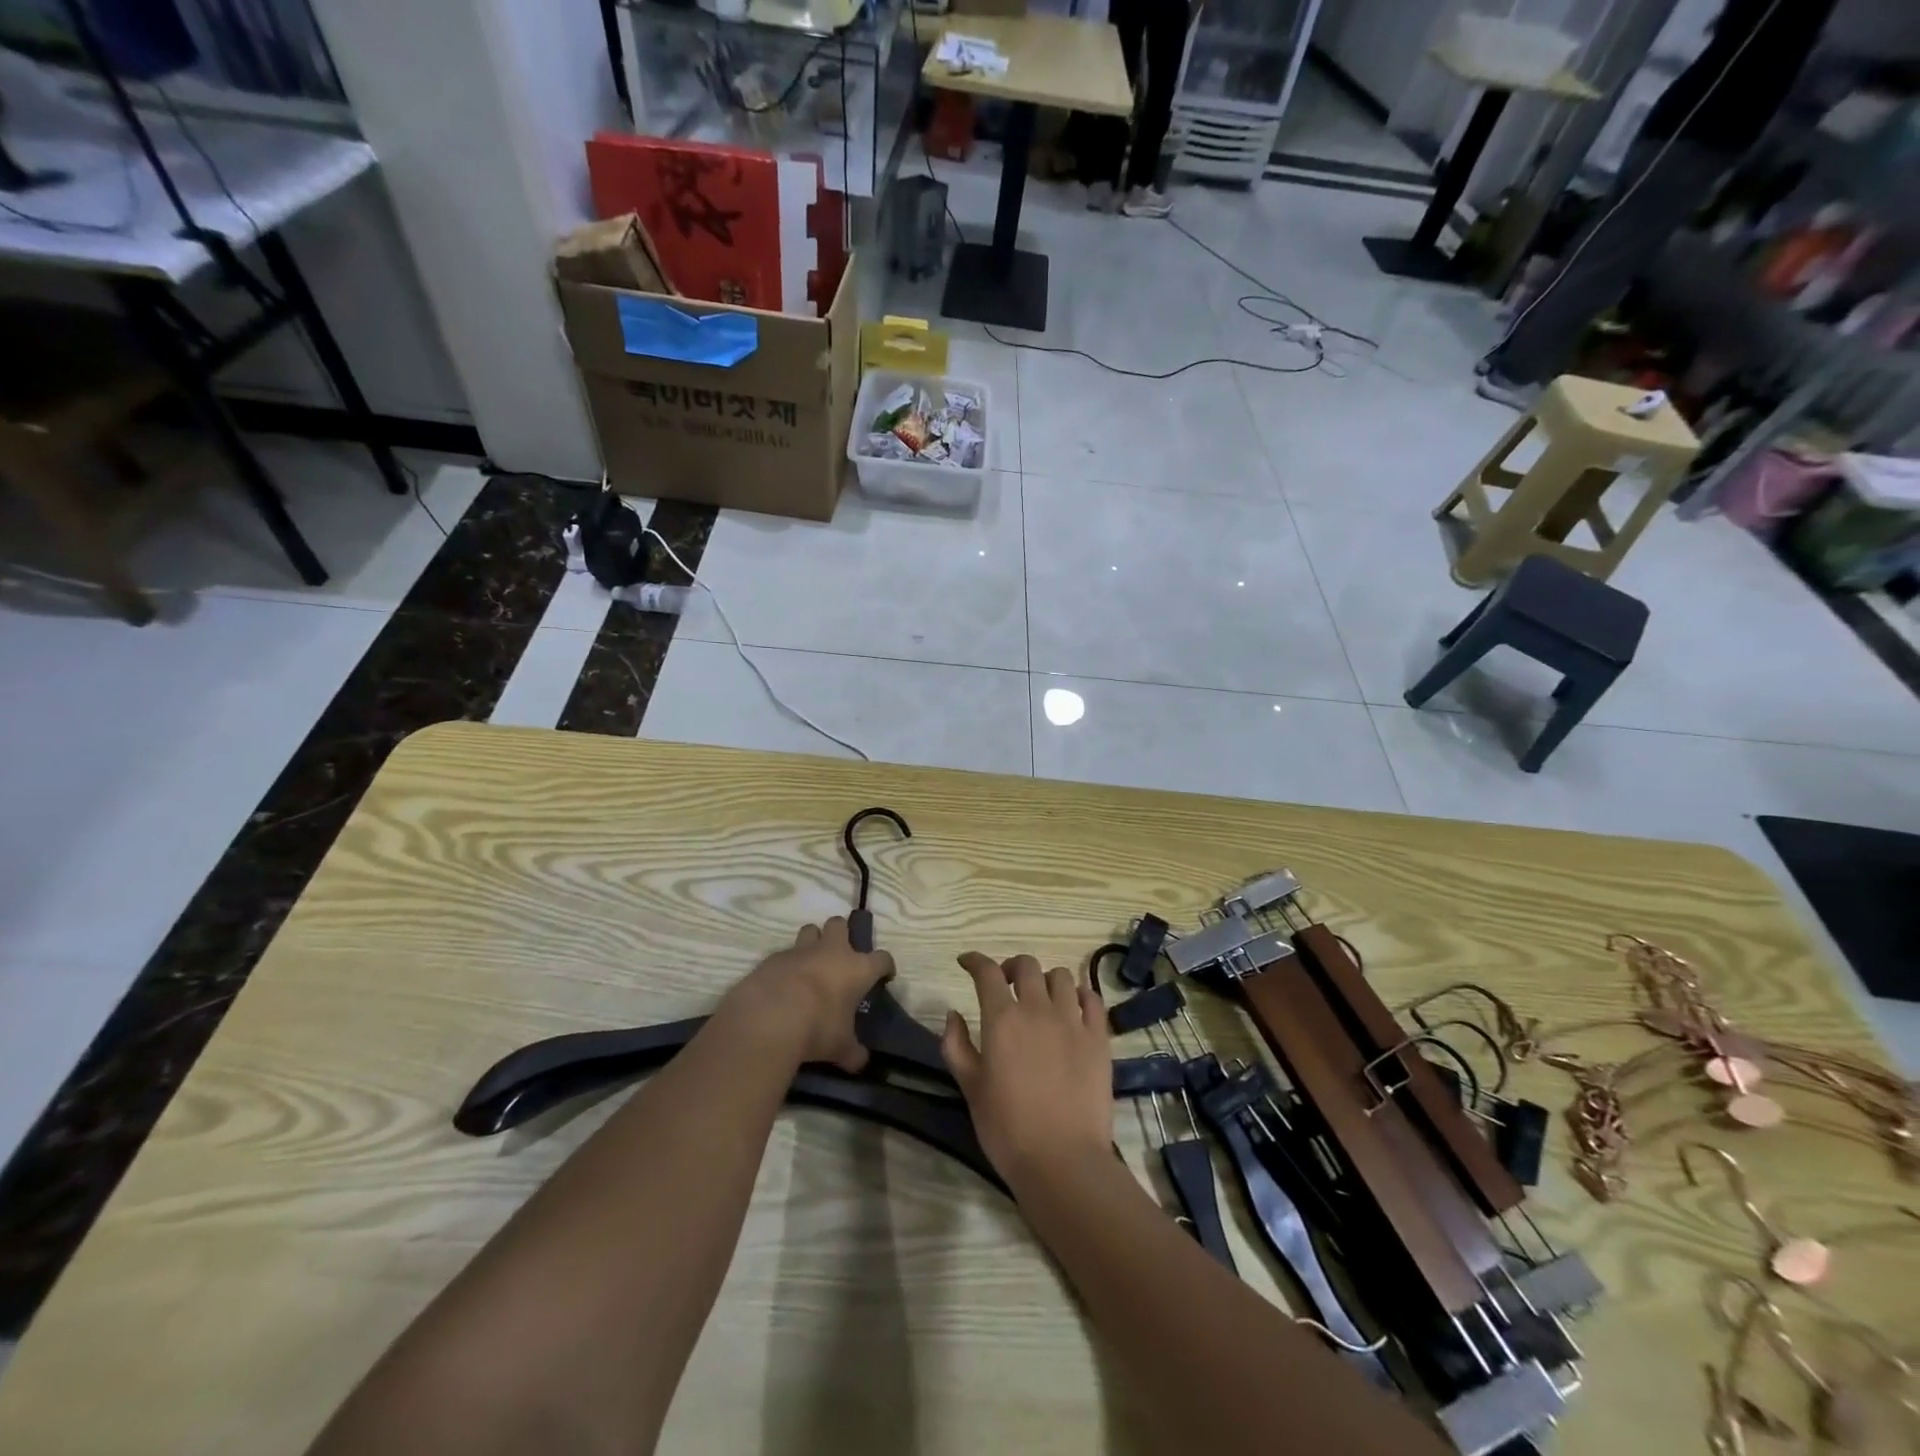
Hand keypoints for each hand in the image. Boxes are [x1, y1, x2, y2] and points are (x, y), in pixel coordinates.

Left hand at [726, 918, 894, 1072]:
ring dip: (812, 942)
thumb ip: (852, 1052)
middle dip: (841, 934)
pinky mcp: (773, 958)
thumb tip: (860, 1062)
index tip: (884, 975)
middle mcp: (831, 952)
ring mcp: (800, 951)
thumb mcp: (840, 1047)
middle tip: (839, 956)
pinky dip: (785, 965)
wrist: (770, 1017)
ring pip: (810, 930)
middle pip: (839, 925)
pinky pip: (783, 954)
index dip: (885, 966)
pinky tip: (781, 984)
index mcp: (857, 968)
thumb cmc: (818, 1027)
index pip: (881, 958)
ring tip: (809, 964)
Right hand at [941, 952, 1112, 1182]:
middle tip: (1005, 985)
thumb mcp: (970, 1088)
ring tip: (1041, 999)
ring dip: (1045, 980)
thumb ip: (956, 1046)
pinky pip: (1092, 999)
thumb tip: (953, 1014)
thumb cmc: (1007, 1129)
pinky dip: (1079, 996)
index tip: (966, 962)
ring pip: (1061, 976)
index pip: (987, 972)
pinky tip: (1072, 1010)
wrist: (1062, 1161)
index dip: (974, 961)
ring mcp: (1073, 1020)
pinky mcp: (1099, 1037)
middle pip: (1026, 965)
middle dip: (1011, 968)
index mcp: (1002, 1019)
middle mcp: (1038, 1009)